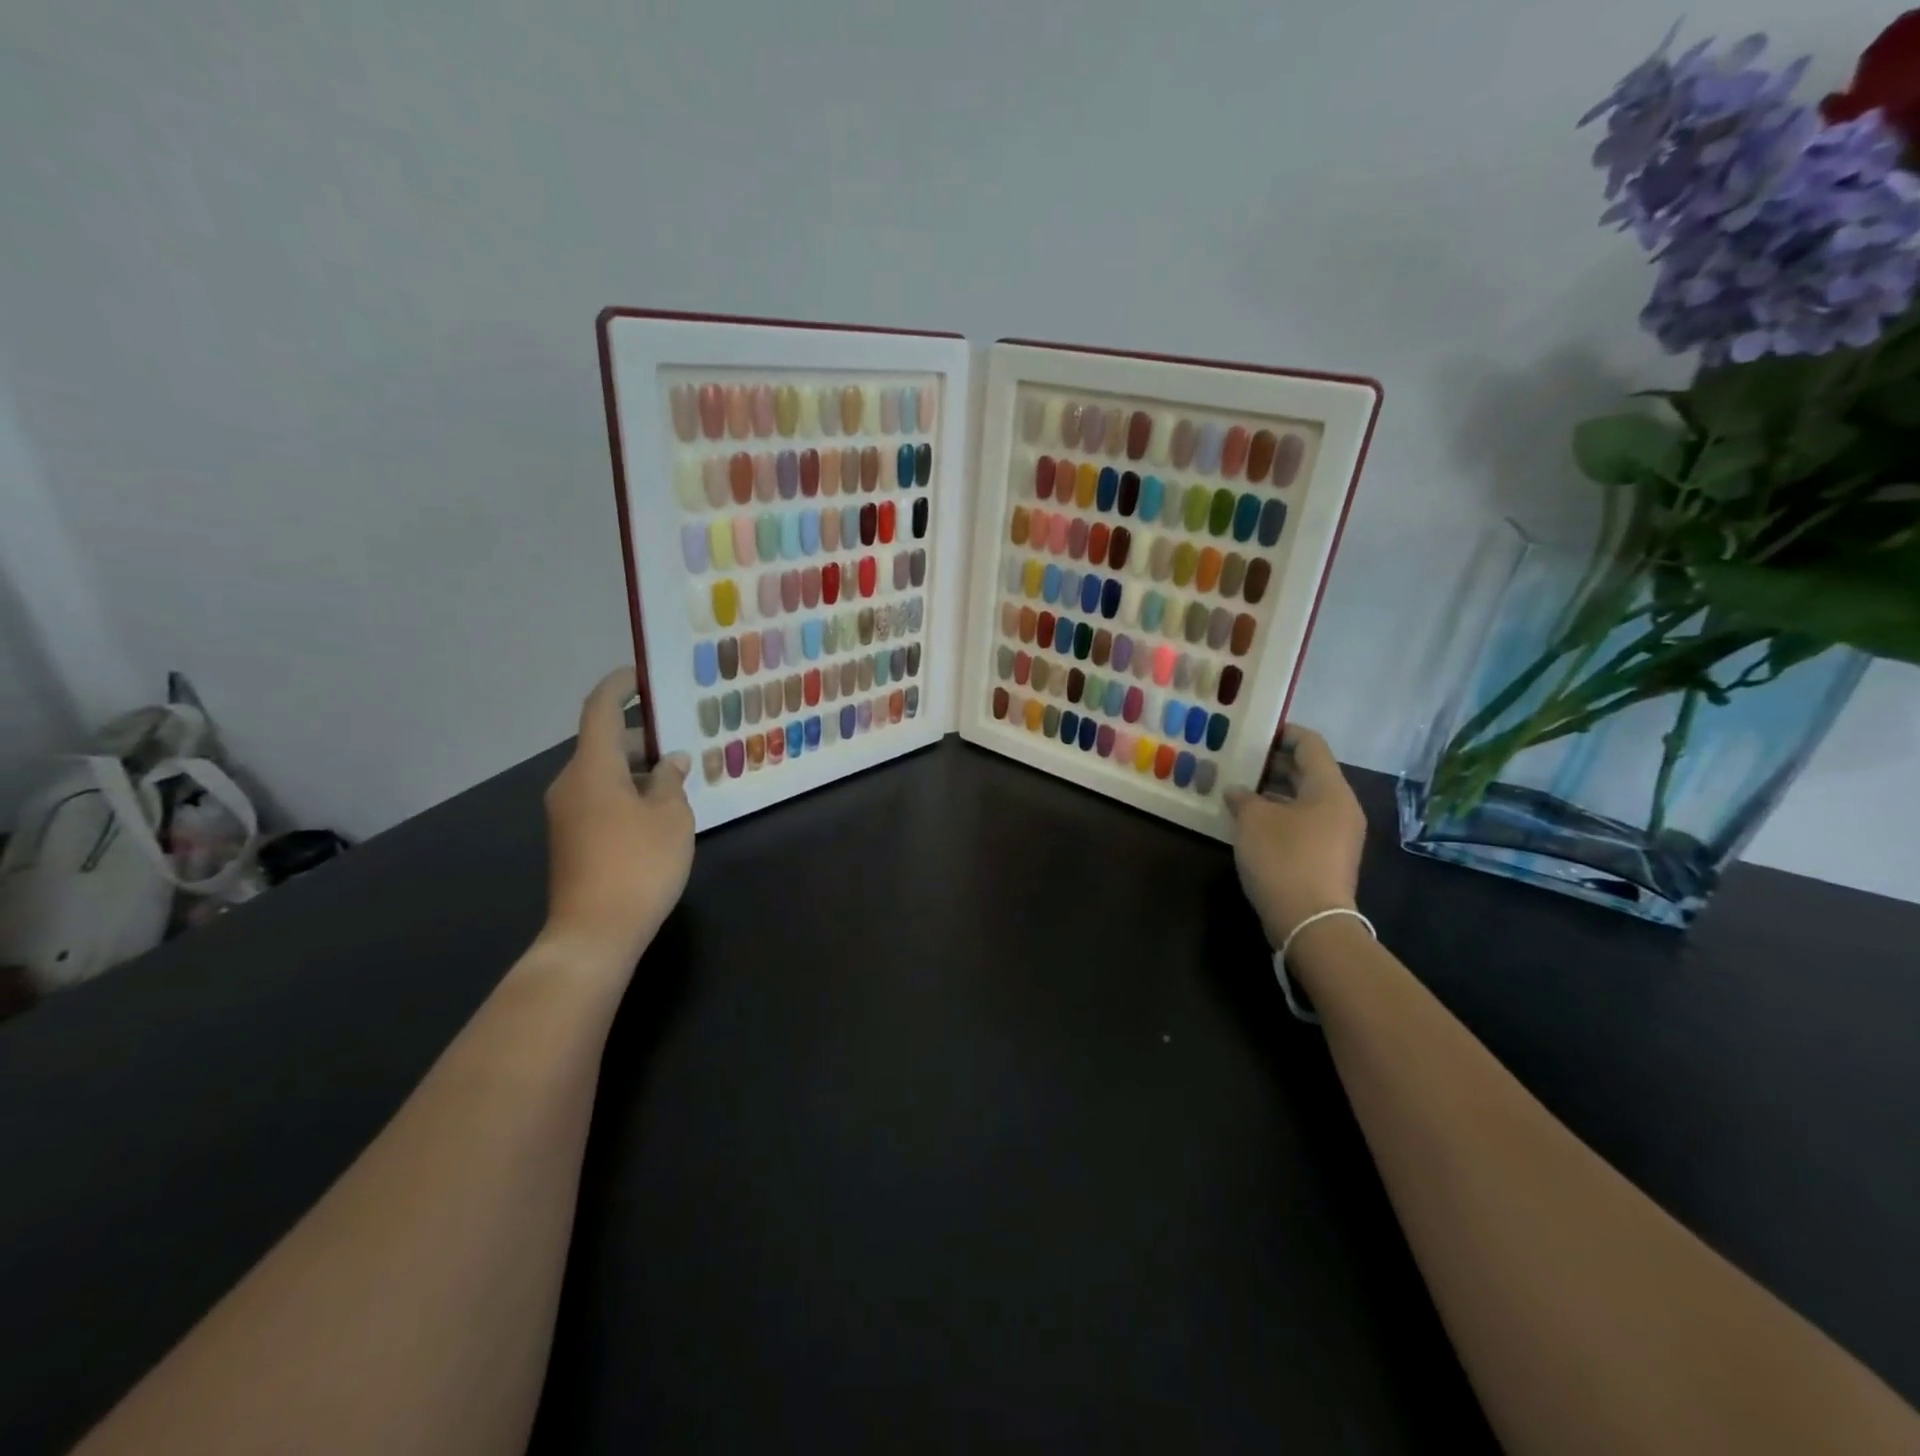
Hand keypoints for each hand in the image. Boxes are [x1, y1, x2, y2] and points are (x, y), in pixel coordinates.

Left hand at [541, 669, 693, 968]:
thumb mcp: (671, 817)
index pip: (600, 709)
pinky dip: (628, 790)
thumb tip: (672, 761)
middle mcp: (571, 783)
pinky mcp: (571, 838)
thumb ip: (671, 781)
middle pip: (604, 743)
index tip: (643, 674)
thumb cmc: (639, 864)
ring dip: (638, 767)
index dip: (620, 685)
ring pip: (604, 773)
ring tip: (680, 775)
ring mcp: (567, 813)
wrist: (594, 933)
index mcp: (592, 768)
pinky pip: (600, 797)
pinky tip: (660, 808)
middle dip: (642, 735)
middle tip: (683, 734)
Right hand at [1225, 727, 1365, 947]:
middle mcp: (1340, 806)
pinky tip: (1250, 822)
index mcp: (1330, 788)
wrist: (1311, 922)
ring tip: (1237, 790)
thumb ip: (1243, 797)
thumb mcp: (1253, 820)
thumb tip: (1238, 791)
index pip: (1310, 744)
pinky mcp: (1327, 857)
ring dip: (1272, 792)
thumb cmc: (1283, 858)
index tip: (1253, 731)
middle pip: (1308, 771)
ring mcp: (1337, 834)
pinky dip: (1279, 815)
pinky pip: (1303, 822)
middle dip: (1272, 764)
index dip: (1282, 733)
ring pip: (1303, 799)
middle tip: (1238, 761)